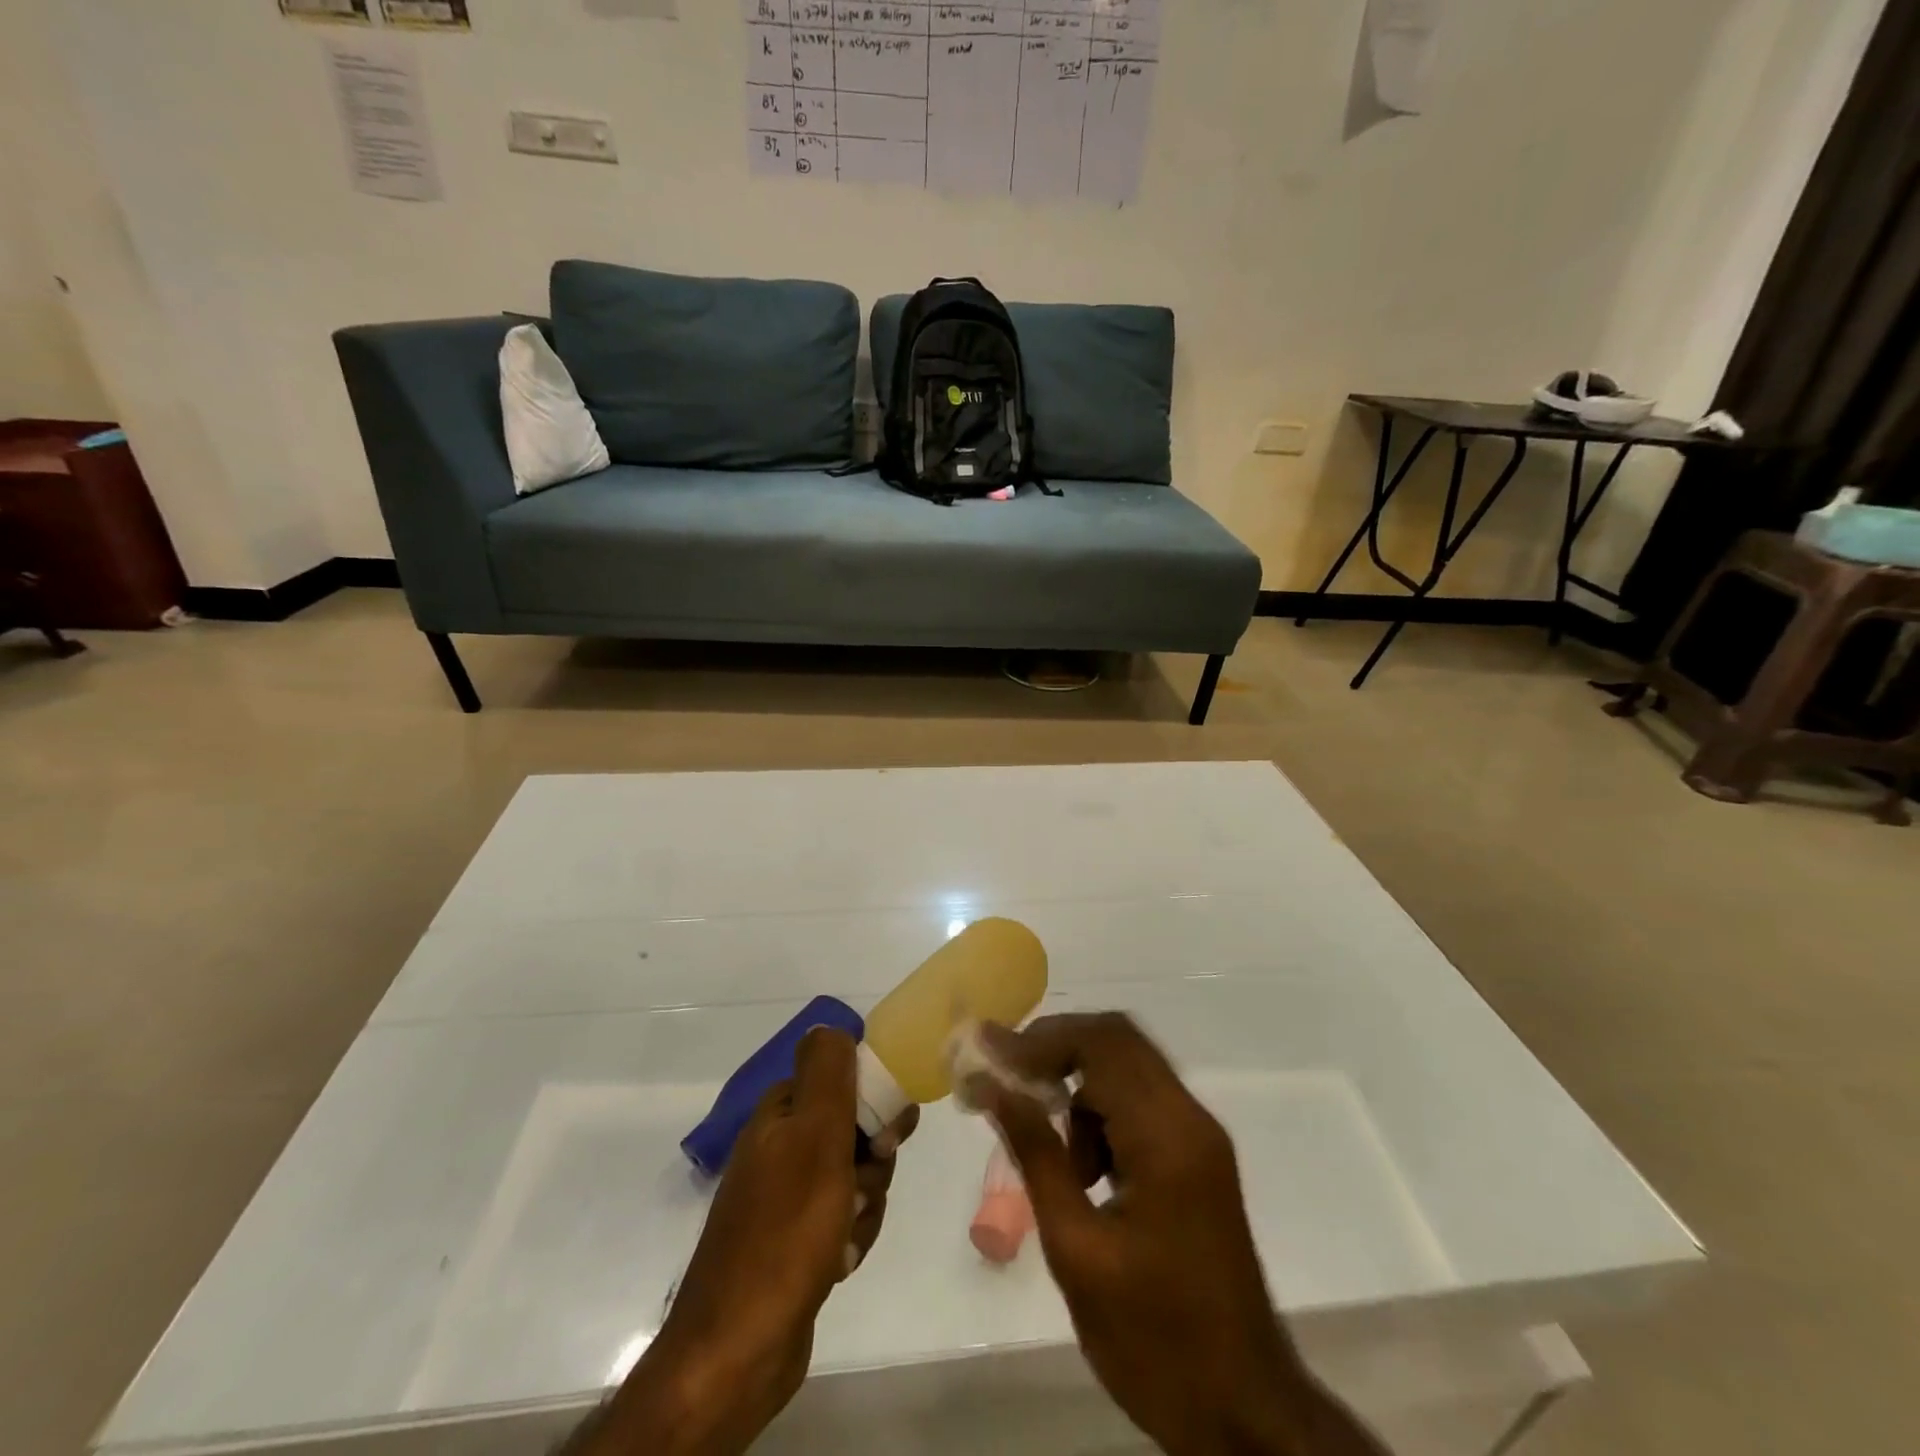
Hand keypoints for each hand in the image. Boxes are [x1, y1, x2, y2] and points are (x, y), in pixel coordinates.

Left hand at [588, 1027, 917, 1455]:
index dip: (873, 1101)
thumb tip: (828, 1023)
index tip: (890, 1135)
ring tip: (846, 1236)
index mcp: (780, 1115)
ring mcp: (785, 1198)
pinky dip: (852, 1237)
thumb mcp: (815, 1137)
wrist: (739, 1347)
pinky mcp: (795, 1242)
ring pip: (855, 1178)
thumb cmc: (786, 1231)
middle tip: (862, 1190)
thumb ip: (826, 1074)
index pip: (841, 1080)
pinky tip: (839, 1262)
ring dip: (866, 1204)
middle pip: (853, 1131)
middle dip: (872, 1162)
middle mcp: (780, 1148)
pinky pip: (844, 1220)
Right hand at [971, 1013, 1384, 1455]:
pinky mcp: (1198, 1158)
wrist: (1245, 1414)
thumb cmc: (1155, 1341)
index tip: (987, 1056)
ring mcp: (1199, 1137)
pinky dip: (1101, 1114)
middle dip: (1055, 1050)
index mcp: (1167, 1136)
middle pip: (1117, 1041)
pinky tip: (1082, 1170)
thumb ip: (1036, 1154)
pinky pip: (1141, 1104)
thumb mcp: (1077, 1250)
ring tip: (1046, 1145)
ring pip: (1127, 1069)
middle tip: (1006, 1079)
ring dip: (1078, 1086)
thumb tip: (992, 1085)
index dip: (1039, 1039)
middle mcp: (1190, 1118)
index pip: (1101, 1043)